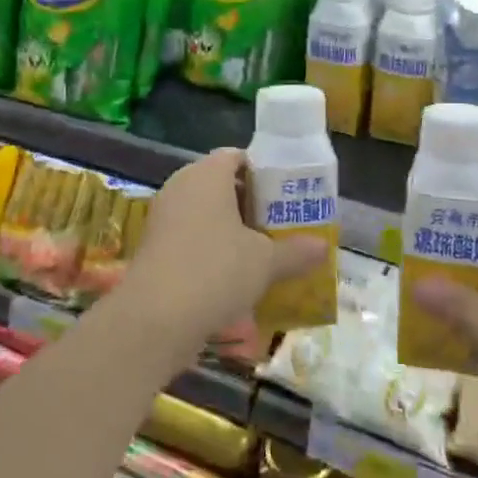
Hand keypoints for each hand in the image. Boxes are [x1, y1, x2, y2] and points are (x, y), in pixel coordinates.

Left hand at [120, 149, 325, 358]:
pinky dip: (211, 249)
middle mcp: (181, 187)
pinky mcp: (154, 248)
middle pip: (222, 185)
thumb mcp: (266, 262)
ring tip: (262, 252)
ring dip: (231, 230)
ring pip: (205, 214)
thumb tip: (324, 248)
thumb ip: (296, 251)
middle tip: (280, 224)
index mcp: (207, 174)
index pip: (238, 157)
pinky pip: (190, 237)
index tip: (287, 194)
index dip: (264, 172)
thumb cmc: (216, 271)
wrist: (155, 320)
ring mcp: (163, 218)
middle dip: (251, 204)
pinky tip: (234, 275)